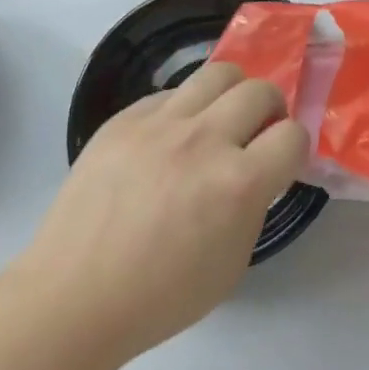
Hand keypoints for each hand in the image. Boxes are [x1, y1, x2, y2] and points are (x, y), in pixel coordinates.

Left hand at [19, 62, 306, 367]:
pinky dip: (184, 110)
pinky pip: (170, 94)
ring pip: (218, 73)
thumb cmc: (159, 296)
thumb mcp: (231, 263)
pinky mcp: (125, 117)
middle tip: (256, 132)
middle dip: (270, 110)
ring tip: (219, 119)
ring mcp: (160, 123)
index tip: (281, 161)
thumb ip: (253, 205)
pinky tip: (169, 140)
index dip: (294, 148)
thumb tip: (257, 170)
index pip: (293, 135)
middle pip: (260, 90)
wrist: (74, 295)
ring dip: (232, 93)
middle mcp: (204, 140)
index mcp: (237, 183)